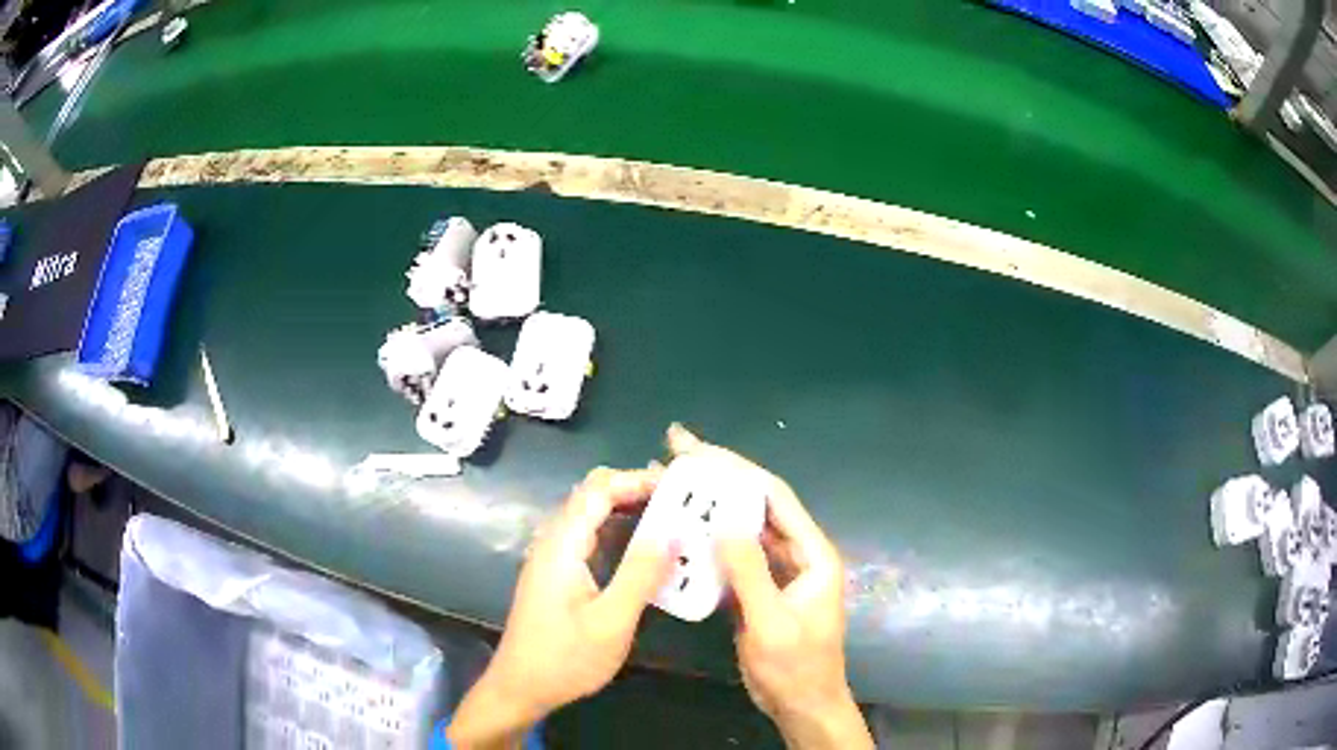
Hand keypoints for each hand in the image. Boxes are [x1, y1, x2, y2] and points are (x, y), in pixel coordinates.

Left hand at [446, 467, 671, 748]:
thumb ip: (641, 573)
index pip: (598, 489)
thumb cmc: (566, 658)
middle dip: (635, 489)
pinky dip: (619, 532)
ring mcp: (552, 558)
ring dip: (628, 510)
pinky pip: (589, 538)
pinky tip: (646, 551)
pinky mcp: (556, 574)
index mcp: (562, 545)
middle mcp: (553, 541)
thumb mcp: (612, 621)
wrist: (520, 687)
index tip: (679, 486)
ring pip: (591, 516)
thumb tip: (673, 531)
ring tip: (673, 519)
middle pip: (592, 495)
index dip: (637, 479)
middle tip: (681, 500)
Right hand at [667, 425, 873, 749]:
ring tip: (672, 481)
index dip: (736, 468)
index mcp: (812, 553)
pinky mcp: (760, 588)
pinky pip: (734, 553)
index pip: (774, 496)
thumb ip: (752, 573)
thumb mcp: (772, 623)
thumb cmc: (795, 667)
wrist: (801, 704)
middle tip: (675, 449)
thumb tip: (725, 523)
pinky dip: (709, 538)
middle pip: (756, 503)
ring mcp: (777, 570)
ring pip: (742, 526)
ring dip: (711, 504)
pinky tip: (683, 529)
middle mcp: (797, 553)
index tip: (697, 449)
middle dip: (718, 475)